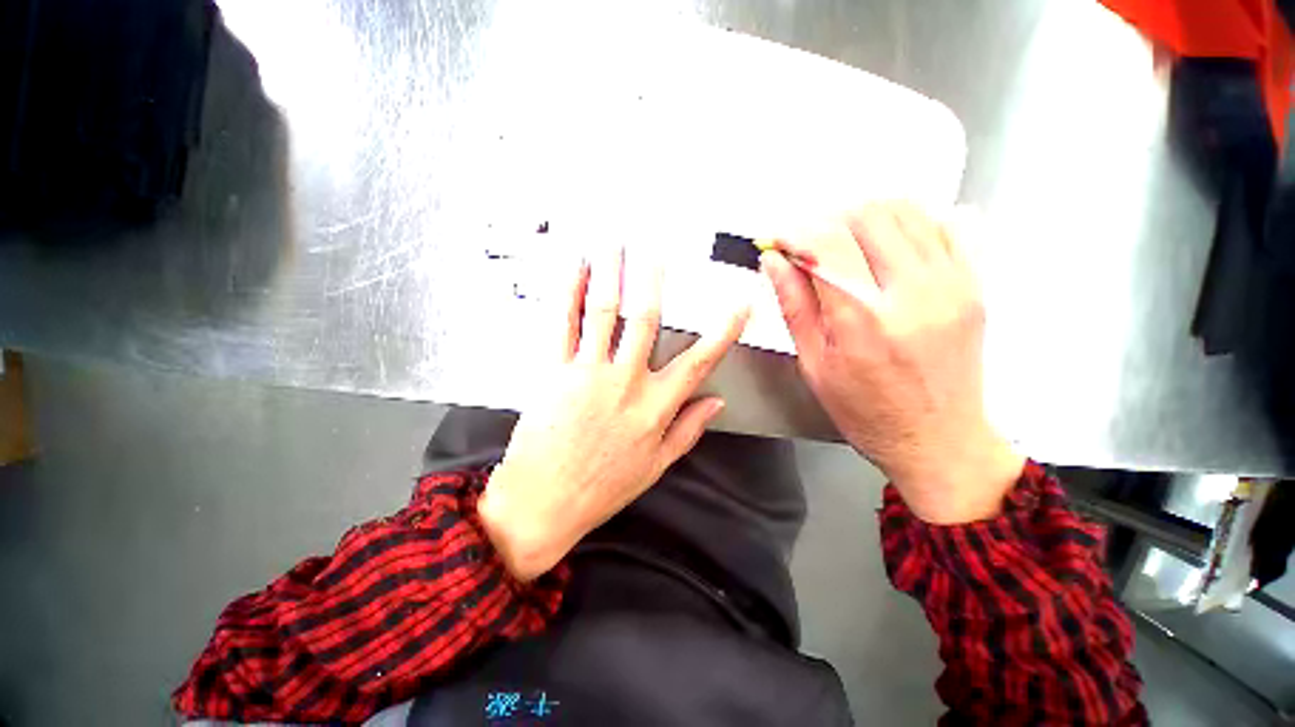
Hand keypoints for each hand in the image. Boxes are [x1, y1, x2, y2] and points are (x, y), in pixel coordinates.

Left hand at [480, 248, 749, 580]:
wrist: (544, 503)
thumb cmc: (602, 488)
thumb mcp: (656, 465)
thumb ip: (688, 430)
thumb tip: (716, 402)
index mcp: (655, 406)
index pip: (699, 361)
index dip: (723, 331)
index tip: (739, 305)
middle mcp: (626, 381)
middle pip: (646, 319)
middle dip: (651, 279)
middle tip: (653, 250)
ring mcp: (588, 372)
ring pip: (605, 311)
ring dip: (611, 273)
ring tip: (613, 243)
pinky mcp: (554, 371)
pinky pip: (563, 324)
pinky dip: (569, 293)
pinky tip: (574, 270)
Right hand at [762, 202, 1022, 523]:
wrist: (937, 439)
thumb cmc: (868, 411)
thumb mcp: (814, 364)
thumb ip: (794, 305)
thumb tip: (775, 262)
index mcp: (862, 320)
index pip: (824, 244)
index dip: (794, 233)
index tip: (779, 241)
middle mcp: (912, 294)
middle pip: (866, 215)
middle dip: (827, 220)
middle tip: (810, 244)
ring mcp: (950, 285)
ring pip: (905, 210)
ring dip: (864, 217)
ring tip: (844, 242)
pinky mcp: (972, 285)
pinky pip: (944, 225)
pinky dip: (907, 221)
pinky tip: (886, 243)